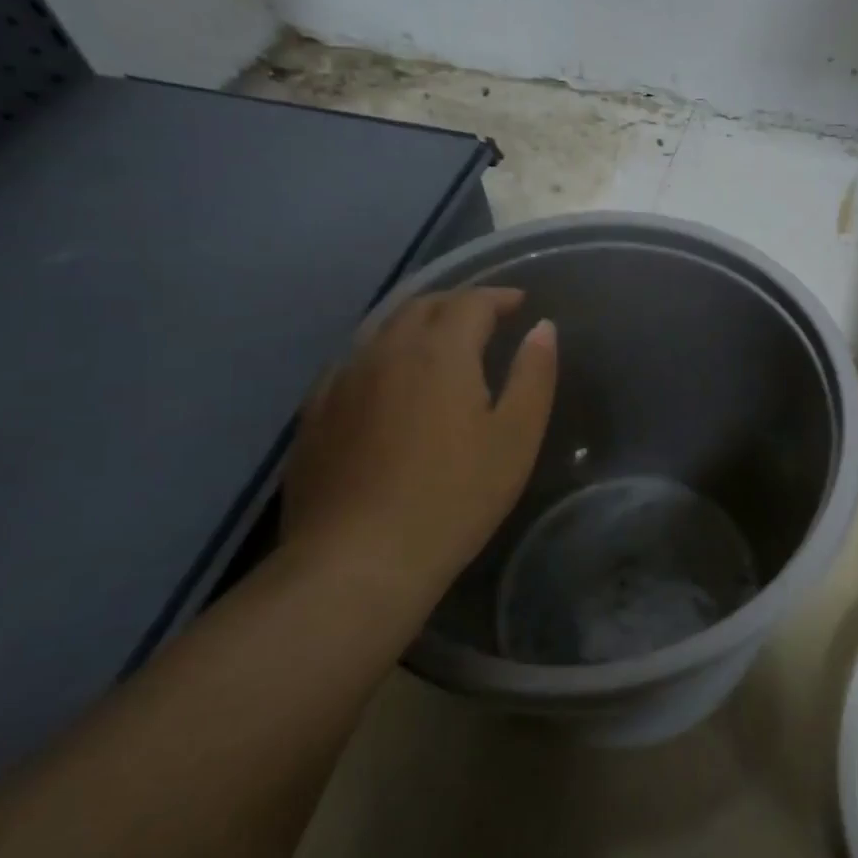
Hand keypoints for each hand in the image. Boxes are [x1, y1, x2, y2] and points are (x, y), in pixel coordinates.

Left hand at [281, 288, 557, 594]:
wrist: (358, 560)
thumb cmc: (454, 497)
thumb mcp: (516, 437)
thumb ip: (533, 374)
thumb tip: (542, 327)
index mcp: (440, 352)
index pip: (471, 302)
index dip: (498, 297)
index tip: (519, 304)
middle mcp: (386, 351)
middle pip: (422, 306)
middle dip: (457, 304)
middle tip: (484, 318)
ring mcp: (342, 380)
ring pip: (382, 330)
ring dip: (417, 324)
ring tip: (439, 342)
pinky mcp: (315, 413)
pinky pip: (352, 363)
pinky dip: (381, 356)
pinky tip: (386, 381)